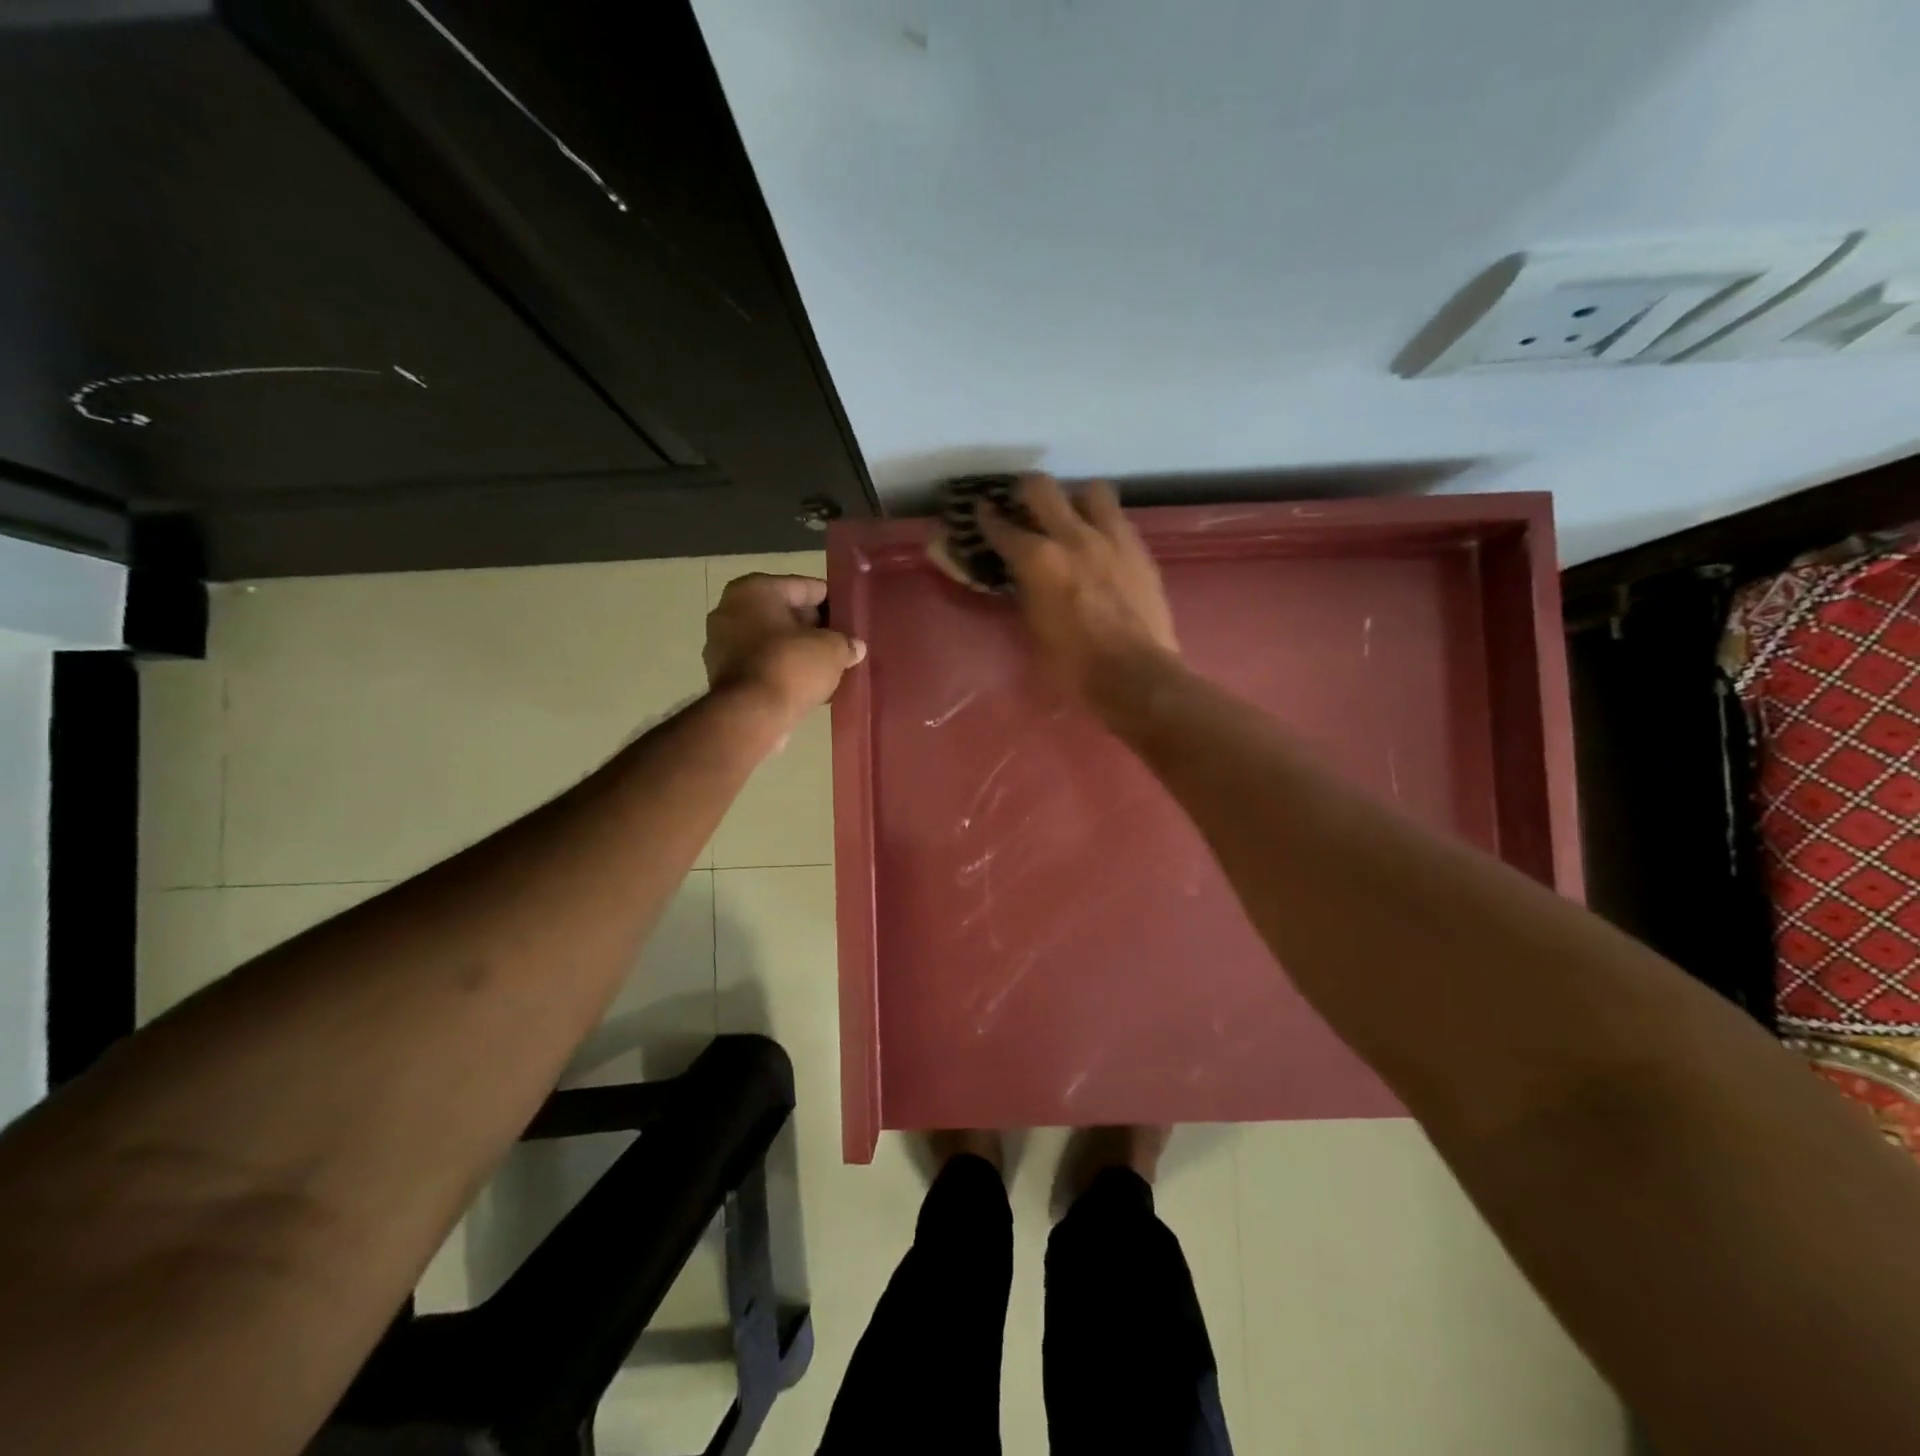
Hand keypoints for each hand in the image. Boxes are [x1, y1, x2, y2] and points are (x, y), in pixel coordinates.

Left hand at [704, 574, 864, 727]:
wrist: (750, 716)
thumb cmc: (790, 666)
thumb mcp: (832, 649)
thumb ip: (846, 642)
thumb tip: (855, 647)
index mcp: (754, 590)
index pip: (805, 587)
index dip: (833, 602)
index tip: (852, 617)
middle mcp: (731, 611)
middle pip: (786, 614)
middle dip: (814, 629)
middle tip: (843, 643)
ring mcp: (723, 645)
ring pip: (774, 642)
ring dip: (799, 652)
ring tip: (830, 666)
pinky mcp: (724, 676)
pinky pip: (764, 665)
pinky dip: (784, 671)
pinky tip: (809, 685)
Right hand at [978, 474, 1177, 707]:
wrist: (1135, 674)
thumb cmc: (1074, 665)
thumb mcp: (1035, 628)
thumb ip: (1027, 590)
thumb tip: (1024, 575)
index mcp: (1038, 561)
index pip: (1002, 528)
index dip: (987, 517)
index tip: (981, 509)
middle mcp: (1072, 537)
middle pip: (1042, 488)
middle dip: (1025, 489)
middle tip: (1022, 501)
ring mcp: (1111, 537)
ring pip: (1090, 490)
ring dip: (1076, 498)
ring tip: (1073, 515)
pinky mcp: (1139, 548)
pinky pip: (1118, 518)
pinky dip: (1104, 522)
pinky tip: (1101, 541)